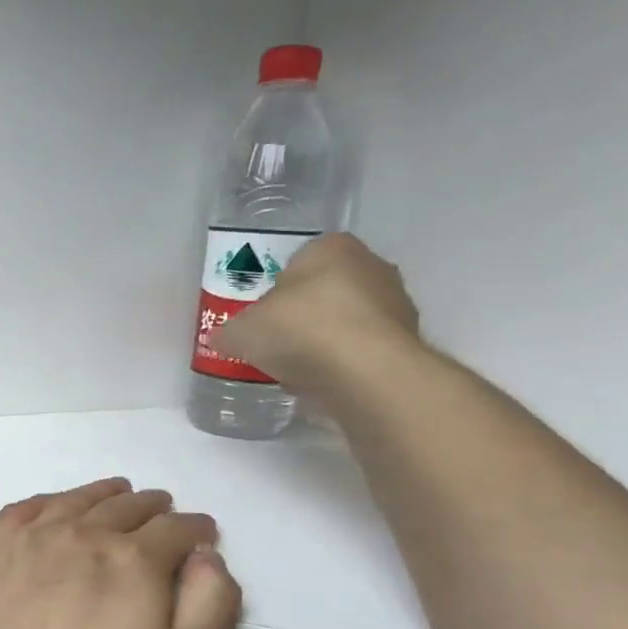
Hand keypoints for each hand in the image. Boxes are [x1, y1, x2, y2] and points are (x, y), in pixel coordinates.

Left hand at [0, 480, 240, 628]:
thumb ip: (209, 606)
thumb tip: (208, 557)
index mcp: (133, 560)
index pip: (176, 530)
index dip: (196, 529)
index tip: (203, 534)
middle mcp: (83, 535)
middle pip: (126, 507)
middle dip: (154, 508)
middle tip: (163, 510)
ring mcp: (31, 540)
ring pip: (77, 501)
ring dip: (104, 494)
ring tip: (118, 492)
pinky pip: (24, 509)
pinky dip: (48, 501)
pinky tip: (53, 507)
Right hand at [215, 233, 420, 392]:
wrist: (365, 374)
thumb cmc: (300, 329)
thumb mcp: (243, 330)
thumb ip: (230, 331)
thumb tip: (222, 337)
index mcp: (332, 247)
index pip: (300, 258)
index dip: (276, 285)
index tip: (262, 312)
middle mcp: (371, 266)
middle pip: (326, 288)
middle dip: (302, 312)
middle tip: (274, 338)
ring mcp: (395, 304)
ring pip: (347, 319)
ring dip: (325, 339)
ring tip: (295, 366)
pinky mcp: (406, 343)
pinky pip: (362, 349)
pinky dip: (343, 362)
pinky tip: (321, 380)